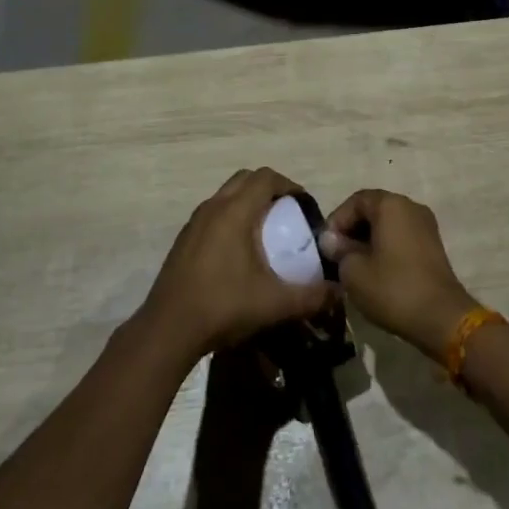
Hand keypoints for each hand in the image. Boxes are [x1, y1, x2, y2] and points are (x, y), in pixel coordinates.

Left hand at [144, 168, 338, 360]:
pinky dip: (230, 217)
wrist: (167, 330)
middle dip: (269, 189)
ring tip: (265, 231)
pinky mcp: (184, 239)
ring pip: (226, 194)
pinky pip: (213, 213)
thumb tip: (341, 292)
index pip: (266, 177)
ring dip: (248, 202)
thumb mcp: (275, 304)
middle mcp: (213, 208)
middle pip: (245, 179)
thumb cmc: (223, 307)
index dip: (289, 185)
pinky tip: (239, 251)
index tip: (304, 206)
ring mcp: (194, 222)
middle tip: (287, 214)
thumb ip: (312, 296)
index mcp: (234, 212)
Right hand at [318, 189, 476, 361]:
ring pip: (388, 224)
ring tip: (353, 265)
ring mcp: (426, 226)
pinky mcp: (433, 246)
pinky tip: (375, 271)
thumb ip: (339, 250)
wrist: (441, 317)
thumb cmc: (392, 288)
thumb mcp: (354, 271)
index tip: (326, 245)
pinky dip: (385, 247)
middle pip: (374, 210)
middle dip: (352, 230)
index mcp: (391, 205)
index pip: (356, 200)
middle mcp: (411, 207)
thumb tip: (331, 241)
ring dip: (368, 240)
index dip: (337, 220)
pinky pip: (402, 237)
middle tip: (336, 254)